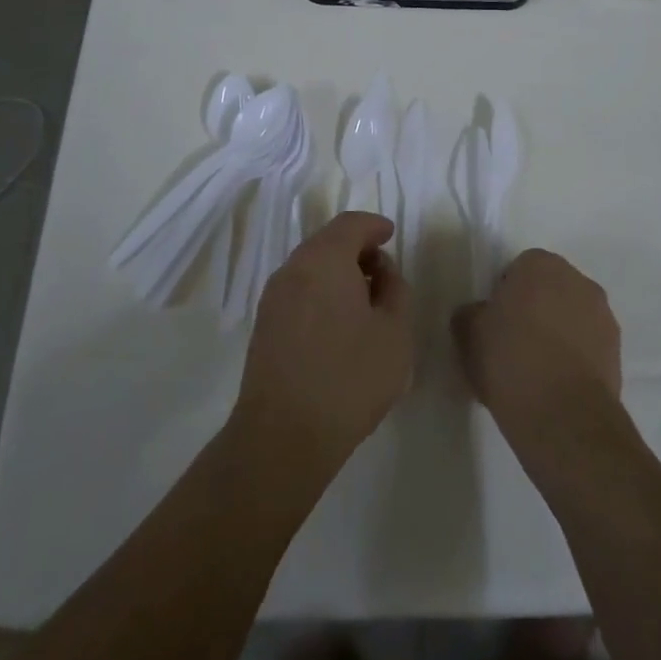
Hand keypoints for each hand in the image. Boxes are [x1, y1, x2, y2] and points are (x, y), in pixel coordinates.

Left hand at [232, 212, 412, 480]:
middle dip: (357, 249)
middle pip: (327, 241)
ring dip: (338, 272)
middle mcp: (293, 269)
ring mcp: (273, 297)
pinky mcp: (264, 325)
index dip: (374, 225)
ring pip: (311, 267)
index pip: (350, 224)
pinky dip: (321, 291)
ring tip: (365, 301)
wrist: (283, 436)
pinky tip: (339, 323)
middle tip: (384, 272)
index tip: (391, 235)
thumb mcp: (395, 332)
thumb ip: (395, 289)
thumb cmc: (349, 378)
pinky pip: (298, 290)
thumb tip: (381, 272)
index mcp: (324, 260)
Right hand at [452, 249, 620, 449]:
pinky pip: (587, 345)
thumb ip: (471, 314)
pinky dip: (575, 356)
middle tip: (513, 342)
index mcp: (541, 264)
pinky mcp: (617, 351)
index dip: (504, 294)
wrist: (563, 416)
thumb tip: (479, 315)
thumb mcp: (468, 335)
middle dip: (534, 308)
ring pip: (571, 316)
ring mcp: (603, 315)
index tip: (494, 322)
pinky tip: (556, 384)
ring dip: (558, 332)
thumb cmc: (510, 361)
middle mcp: (578, 280)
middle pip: (549, 289)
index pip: (518, 268)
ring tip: (536, 369)